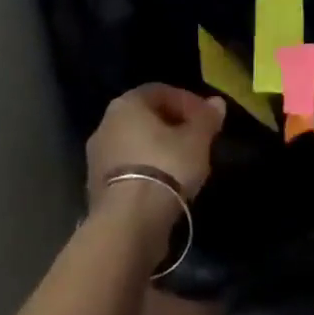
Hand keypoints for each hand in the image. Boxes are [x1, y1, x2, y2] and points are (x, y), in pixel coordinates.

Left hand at [86, 84, 226, 212]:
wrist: (128, 223)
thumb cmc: (165, 166)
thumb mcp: (197, 140)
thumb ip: (206, 118)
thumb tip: (216, 103)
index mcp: (127, 104)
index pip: (160, 91)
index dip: (187, 102)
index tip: (206, 119)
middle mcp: (105, 125)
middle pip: (146, 118)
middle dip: (173, 127)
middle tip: (197, 142)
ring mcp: (97, 159)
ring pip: (136, 146)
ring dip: (159, 151)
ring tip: (185, 168)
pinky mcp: (97, 189)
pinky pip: (129, 171)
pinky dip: (147, 173)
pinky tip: (167, 189)